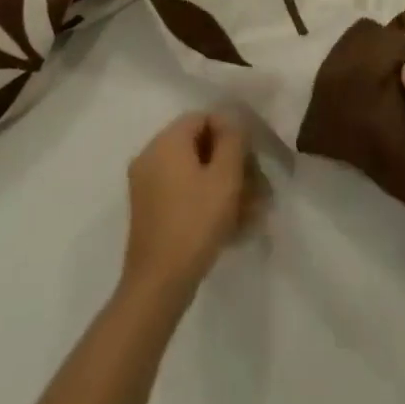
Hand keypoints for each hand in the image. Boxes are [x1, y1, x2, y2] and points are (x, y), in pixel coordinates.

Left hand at [121, 112, 263, 302]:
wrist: (157, 285)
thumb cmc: (195, 223)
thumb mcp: (225, 177)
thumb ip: (232, 140)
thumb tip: (231, 122)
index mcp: (166, 141)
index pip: (203, 118)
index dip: (231, 134)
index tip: (251, 160)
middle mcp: (151, 156)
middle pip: (198, 146)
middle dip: (231, 165)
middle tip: (257, 189)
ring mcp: (147, 185)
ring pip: (193, 173)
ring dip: (223, 187)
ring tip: (251, 213)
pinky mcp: (149, 212)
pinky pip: (182, 194)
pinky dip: (206, 202)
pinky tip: (232, 226)